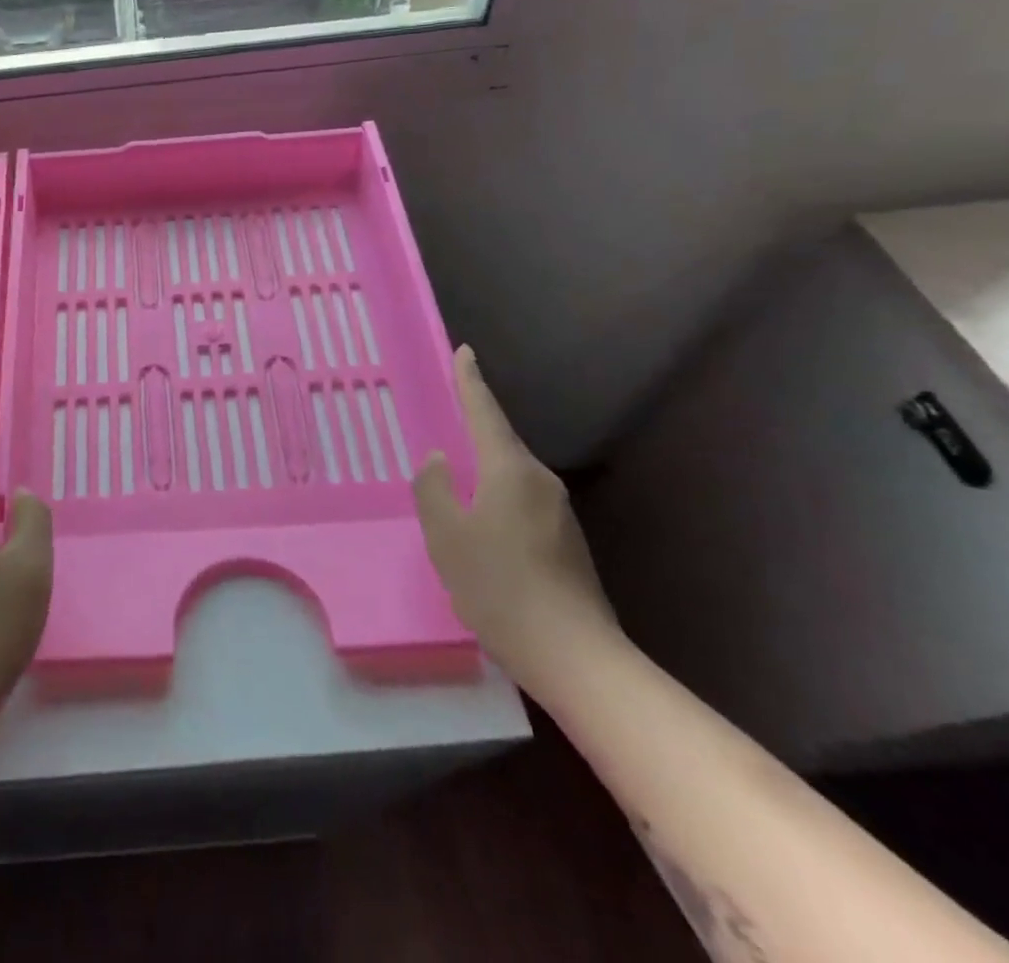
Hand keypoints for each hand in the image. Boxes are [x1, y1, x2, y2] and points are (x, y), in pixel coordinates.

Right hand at [413, 347, 618, 683]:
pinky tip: (481, 525)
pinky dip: (496, 498)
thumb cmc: (499, 586)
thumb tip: (440, 461)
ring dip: (484, 470)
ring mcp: (559, 513)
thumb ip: (433, 489)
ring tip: (456, 477)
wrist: (574, 656)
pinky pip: (521, 503)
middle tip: (448, 416)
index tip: (465, 352)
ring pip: (511, 476)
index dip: (471, 381)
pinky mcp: (566, 543)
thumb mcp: (446, 535)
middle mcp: (540, 482)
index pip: (485, 412)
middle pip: (501, 442)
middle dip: (475, 427)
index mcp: (510, 470)